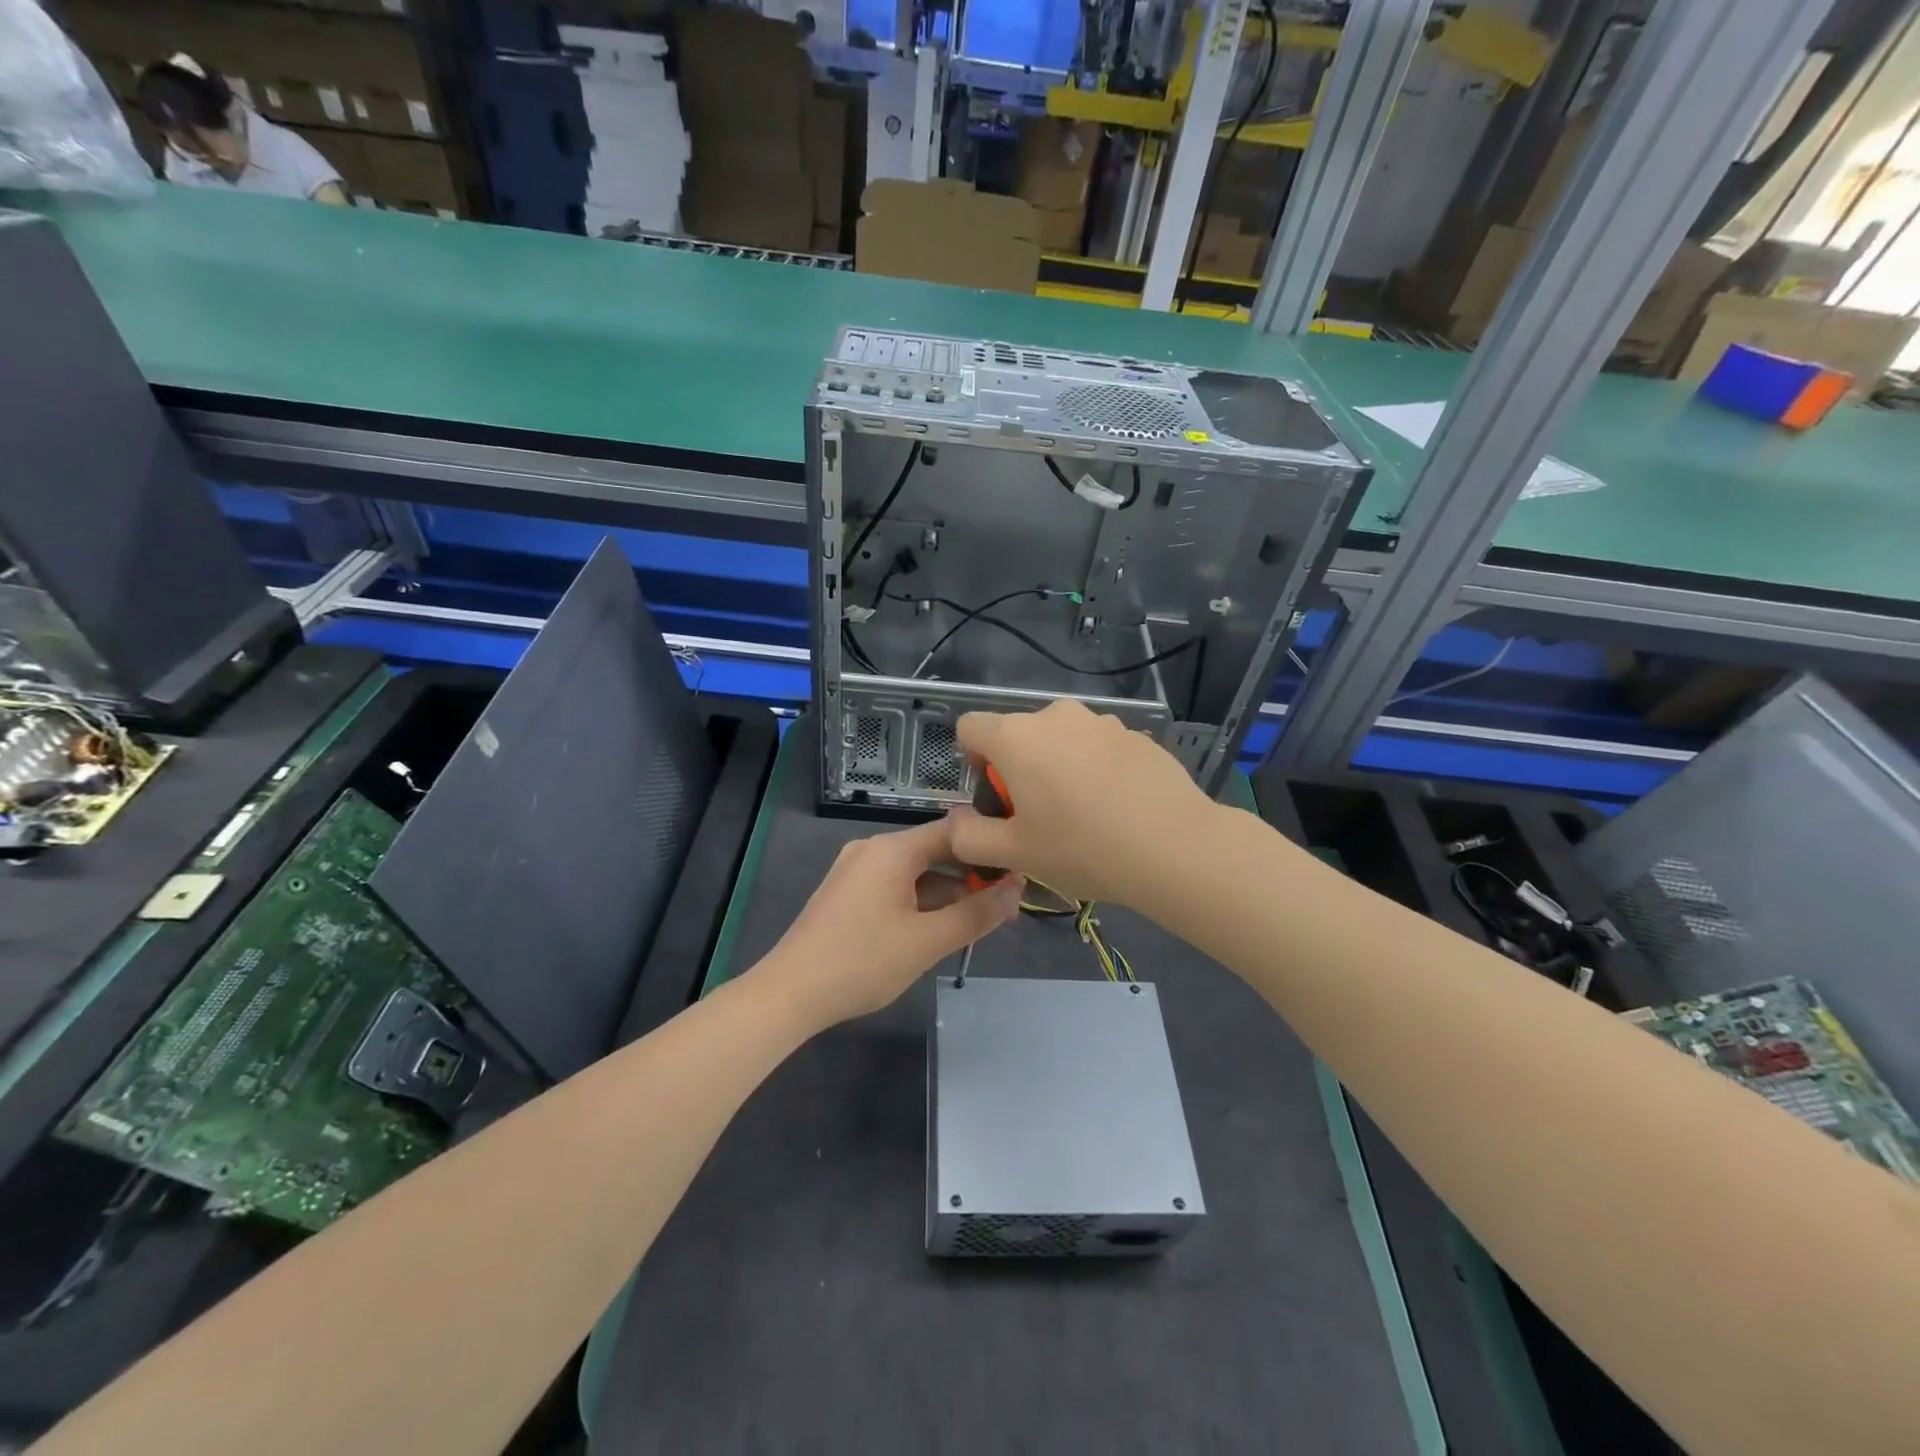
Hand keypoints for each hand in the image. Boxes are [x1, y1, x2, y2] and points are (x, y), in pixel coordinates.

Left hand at [753, 816, 1023, 1028]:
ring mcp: (855, 870)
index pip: (954, 831)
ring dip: (947, 892)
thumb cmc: (862, 961)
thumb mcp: (927, 941)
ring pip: (915, 872)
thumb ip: (976, 914)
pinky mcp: (846, 892)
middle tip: (1006, 904)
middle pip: (934, 851)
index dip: (989, 849)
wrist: (790, 992)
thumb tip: (1017, 891)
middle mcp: (873, 848)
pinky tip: (938, 928)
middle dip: (970, 876)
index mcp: (892, 849)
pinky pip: (894, 886)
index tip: (1020, 870)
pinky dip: (920, 901)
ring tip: (979, 920)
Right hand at [950, 698, 1218, 909]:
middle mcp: (1056, 716)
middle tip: (1040, 816)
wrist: (1175, 847)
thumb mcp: (1014, 854)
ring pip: (1062, 740)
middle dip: (1019, 768)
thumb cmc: (1082, 848)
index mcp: (1017, 737)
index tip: (995, 796)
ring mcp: (1102, 721)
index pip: (970, 726)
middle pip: (1019, 734)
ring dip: (1060, 767)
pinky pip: (1099, 747)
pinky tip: (1119, 808)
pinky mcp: (1137, 734)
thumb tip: (957, 821)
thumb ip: (969, 837)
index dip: (972, 759)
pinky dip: (1097, 769)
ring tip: (1085, 815)